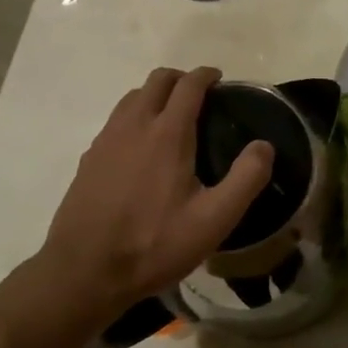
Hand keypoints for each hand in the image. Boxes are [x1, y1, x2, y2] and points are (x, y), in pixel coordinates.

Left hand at [37, 67, 273, 325]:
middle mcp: (134, 125)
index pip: (188, 85)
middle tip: (199, 97)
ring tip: (171, 117)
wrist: (83, 272)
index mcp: (167, 133)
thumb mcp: (214, 220)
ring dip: (154, 95)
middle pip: (157, 81)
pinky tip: (140, 149)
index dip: (206, 75)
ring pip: (132, 98)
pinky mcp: (88, 159)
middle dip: (180, 79)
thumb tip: (263, 146)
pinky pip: (115, 122)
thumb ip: (246, 179)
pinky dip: (134, 118)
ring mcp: (106, 140)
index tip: (219, 79)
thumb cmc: (154, 244)